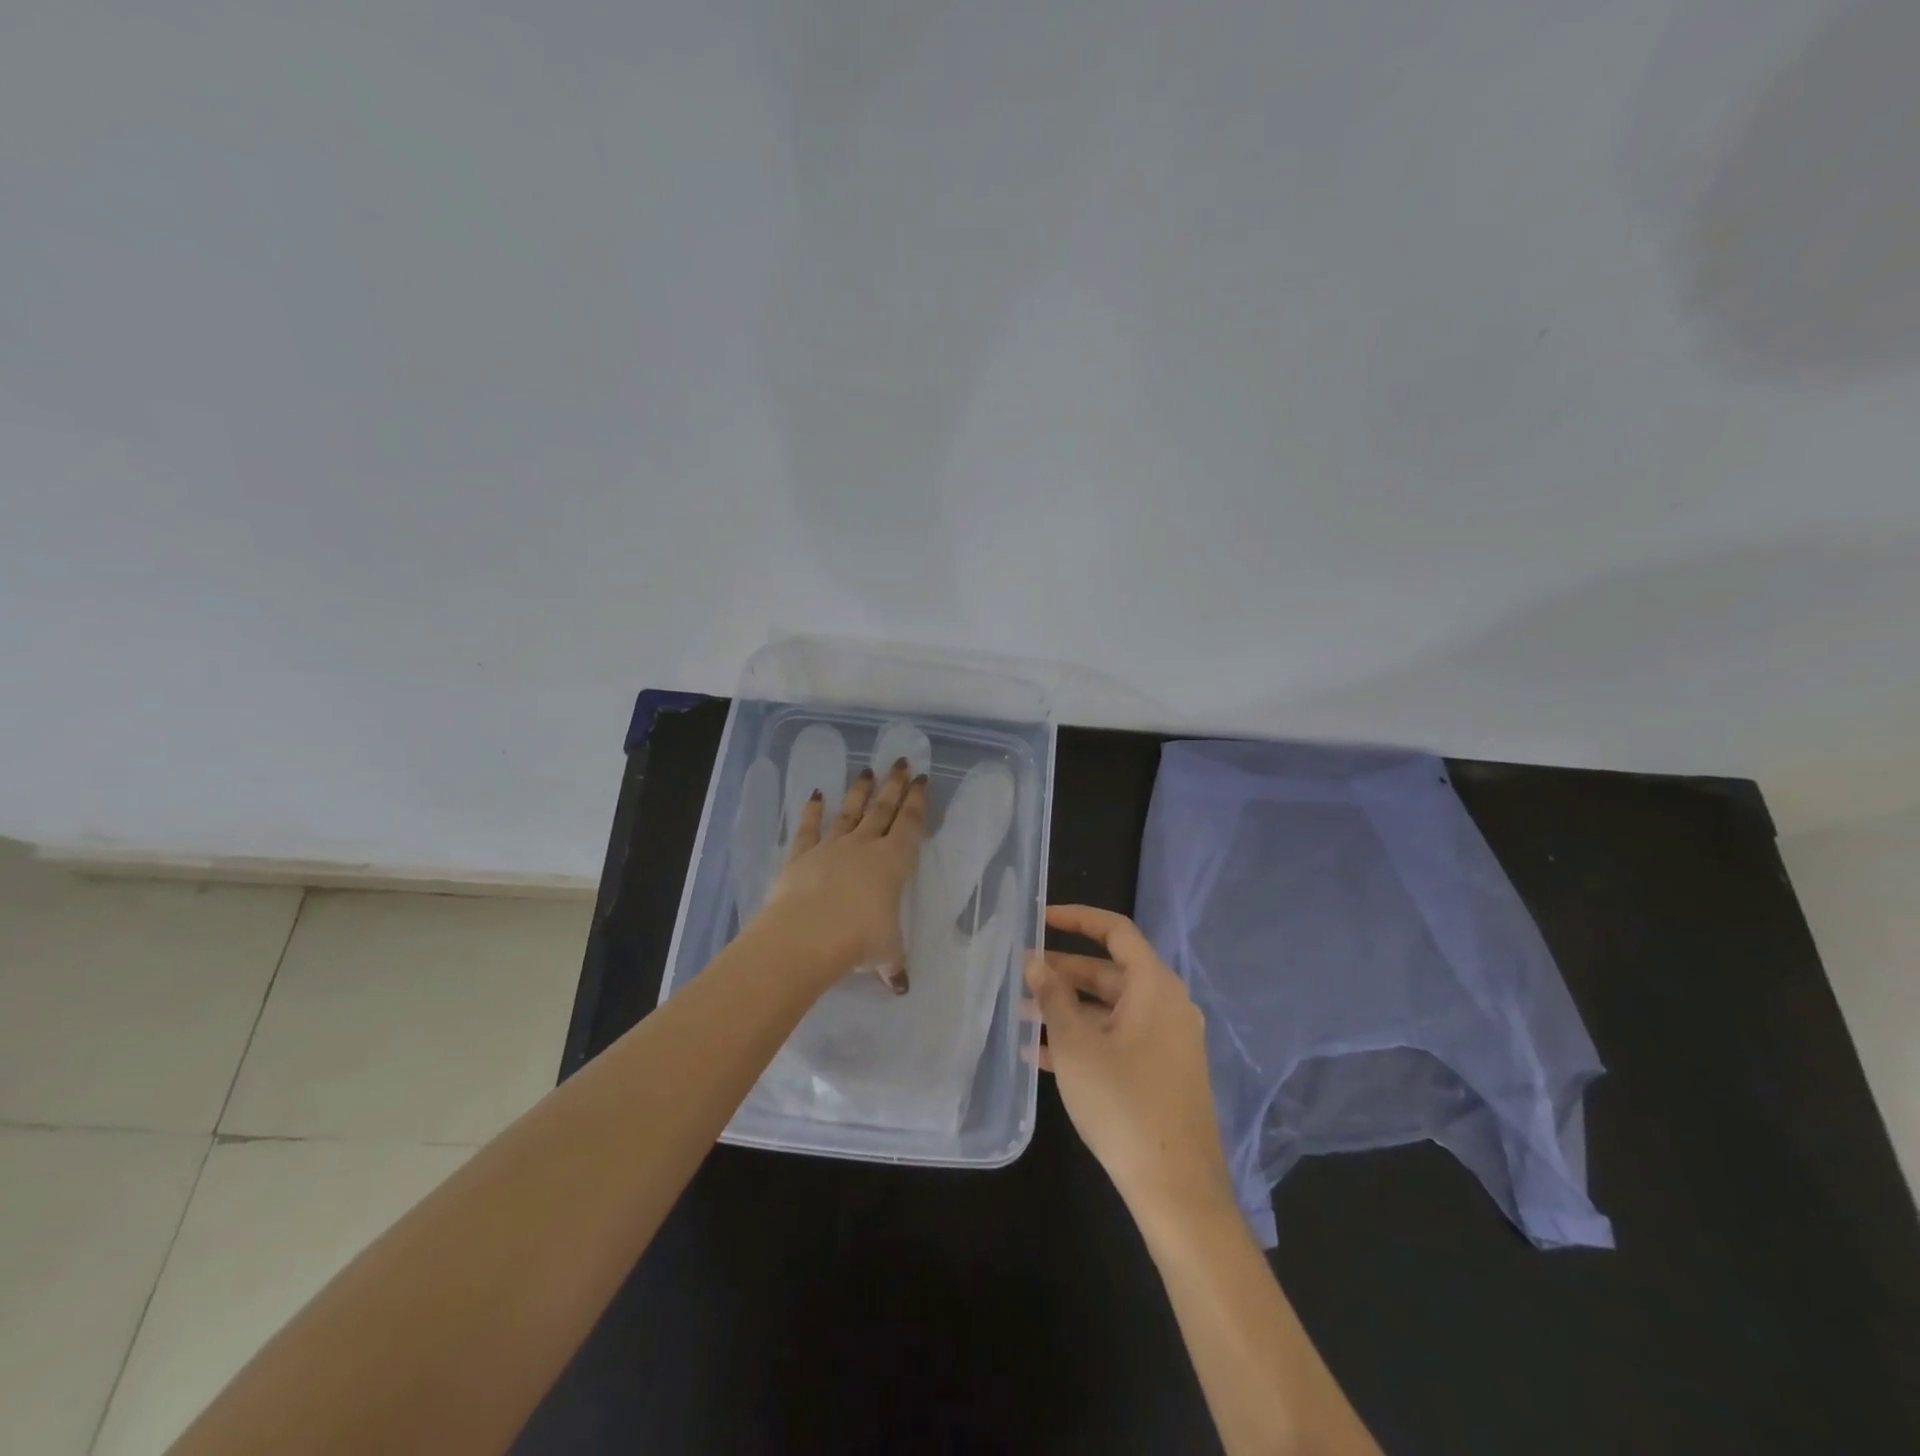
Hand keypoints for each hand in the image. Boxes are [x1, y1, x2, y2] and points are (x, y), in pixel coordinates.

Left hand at [759, 758, 928, 991]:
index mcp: (893, 863)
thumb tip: (901, 986)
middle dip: (894, 785)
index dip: (918, 802)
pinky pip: (809, 828)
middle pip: (883, 809)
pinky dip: (812, 811)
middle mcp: (864, 847)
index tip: (923, 780)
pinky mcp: (801, 855)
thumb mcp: (886, 953)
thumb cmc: (858, 940)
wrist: (805, 936)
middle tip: (902, 762)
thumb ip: (893, 964)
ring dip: (859, 792)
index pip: (910, 825)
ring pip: (850, 813)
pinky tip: (815, 794)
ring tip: (867, 771)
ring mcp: (831, 847)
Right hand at [1026, 905, 1234, 1220]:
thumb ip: (1053, 998)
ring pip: (1109, 1009)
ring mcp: (1166, 1041)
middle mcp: (1166, 1005)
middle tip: (1020, 975)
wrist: (1176, 1190)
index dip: (1077, 918)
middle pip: (1109, 972)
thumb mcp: (1077, 1046)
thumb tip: (1035, 962)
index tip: (1040, 919)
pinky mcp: (1161, 1072)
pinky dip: (1084, 1039)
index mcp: (1155, 986)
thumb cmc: (1124, 1104)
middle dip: (1063, 973)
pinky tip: (1040, 1055)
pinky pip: (1118, 1039)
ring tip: (1021, 1015)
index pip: (1116, 931)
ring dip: (1067, 1009)